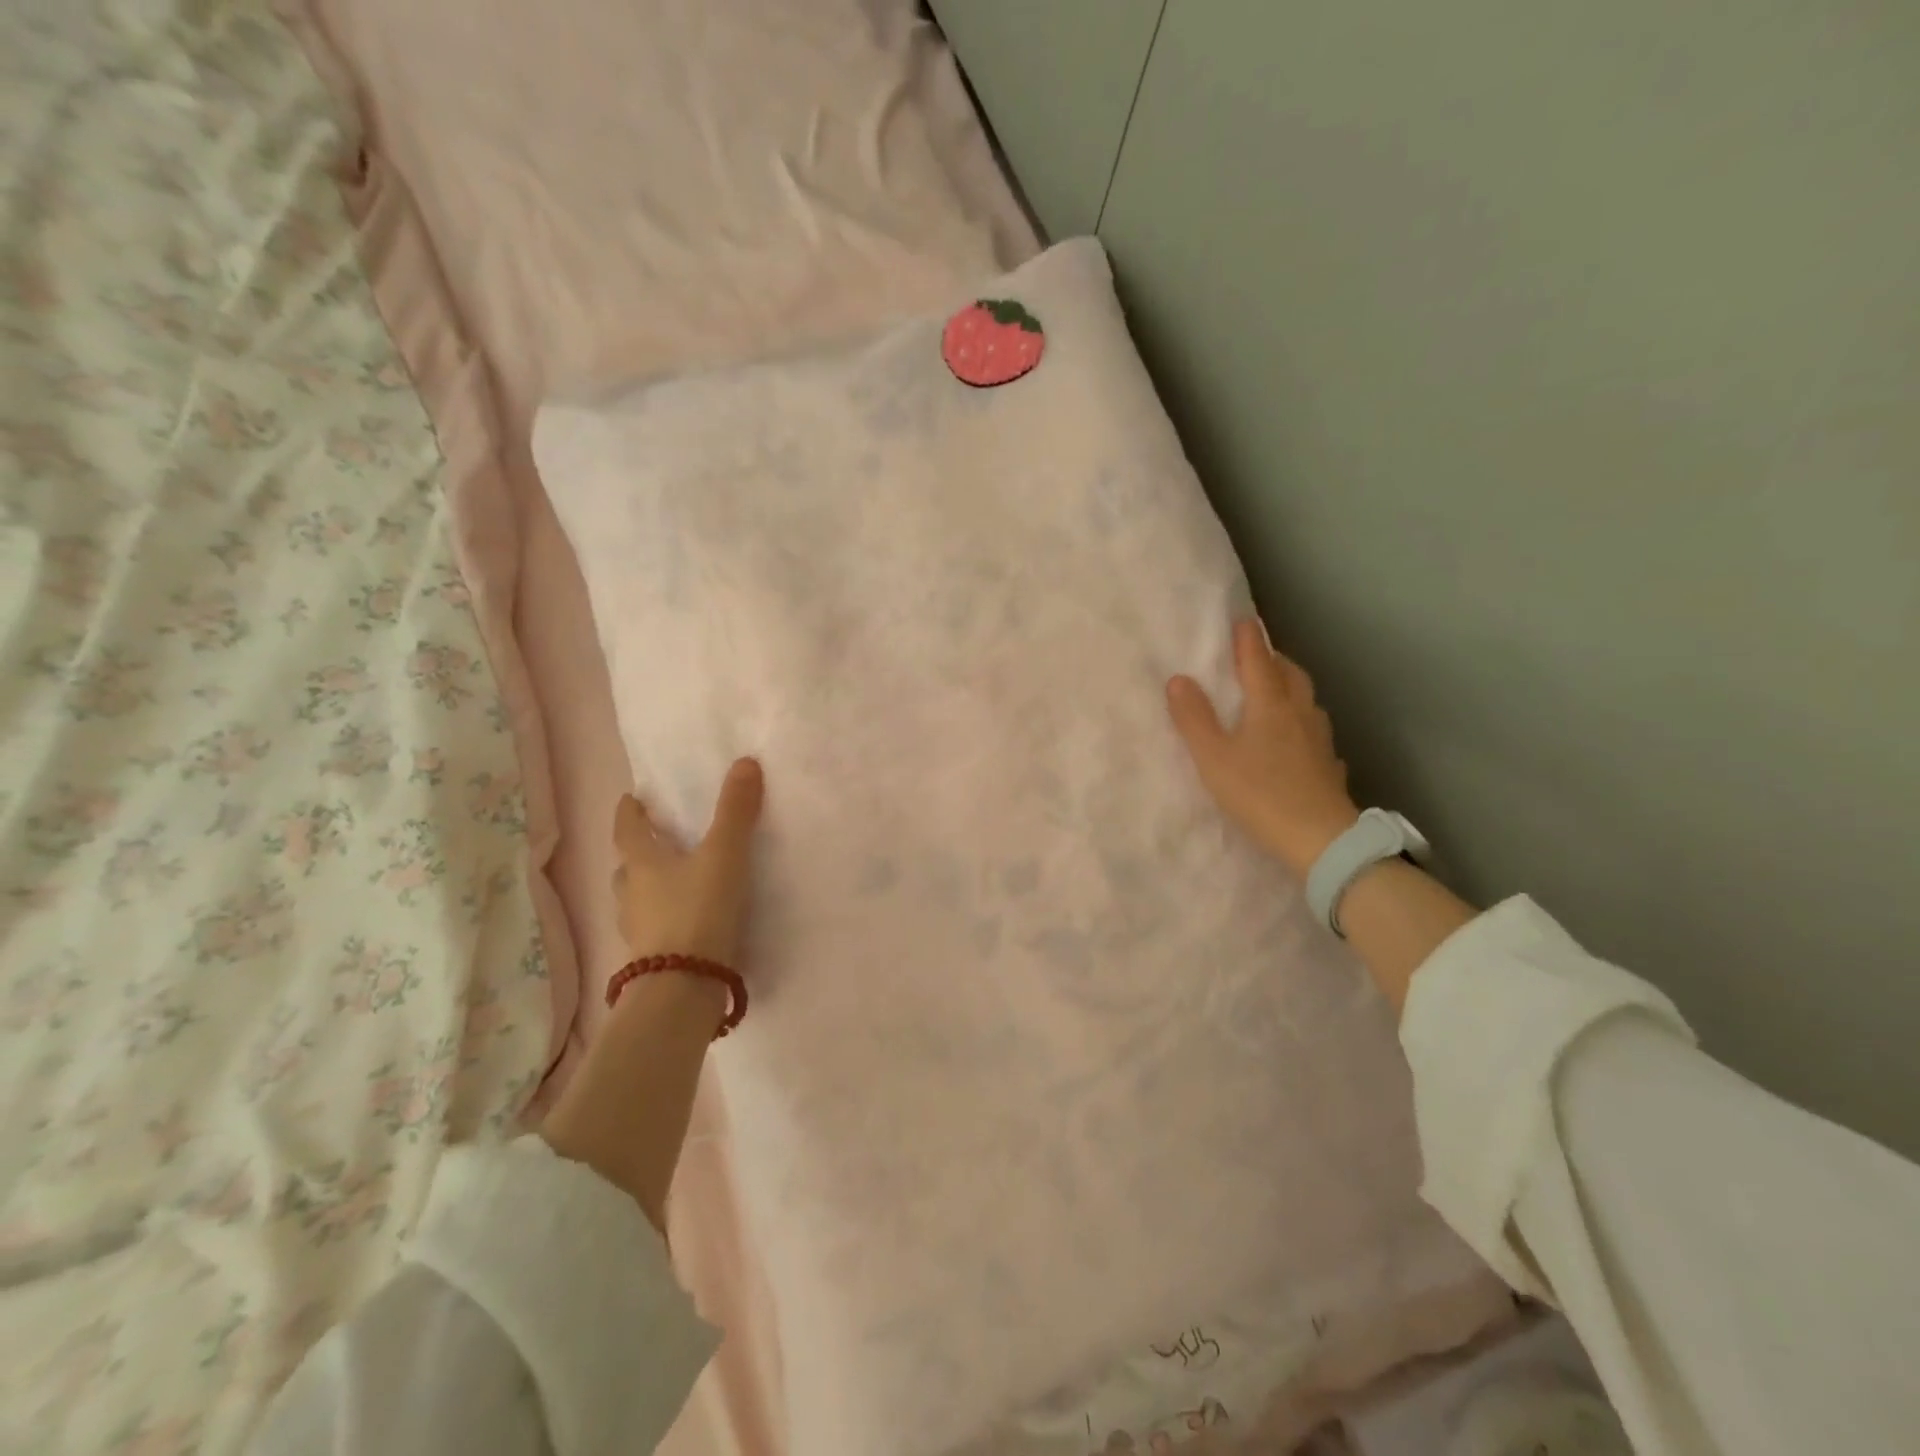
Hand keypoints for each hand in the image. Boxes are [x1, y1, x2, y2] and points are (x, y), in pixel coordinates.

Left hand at [613, 757, 764, 967]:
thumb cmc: (698, 910)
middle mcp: (631, 893)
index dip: (629, 812)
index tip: (632, 798)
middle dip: (638, 851)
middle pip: (628, 865)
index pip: (627, 829)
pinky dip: (664, 918)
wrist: (684, 986)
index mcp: (642, 862)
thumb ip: (735, 810)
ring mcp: (637, 930)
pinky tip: (687, 922)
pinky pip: (653, 928)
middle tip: (657, 839)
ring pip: (636, 899)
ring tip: (673, 882)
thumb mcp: (724, 854)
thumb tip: (744, 762)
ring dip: (648, 887)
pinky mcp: (651, 958)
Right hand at [1166, 618, 1359, 876]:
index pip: (1258, 660)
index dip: (1248, 639)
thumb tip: (1178, 679)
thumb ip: (1194, 718)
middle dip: (1273, 658)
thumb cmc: (1260, 793)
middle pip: (1289, 674)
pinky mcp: (1329, 765)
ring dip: (1290, 686)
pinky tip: (1297, 737)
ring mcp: (1319, 739)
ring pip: (1306, 699)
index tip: (1242, 618)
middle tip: (1256, 654)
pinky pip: (1315, 730)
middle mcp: (1299, 713)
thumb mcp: (1213, 758)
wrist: (1320, 839)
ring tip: (1275, 690)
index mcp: (1270, 704)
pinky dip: (1302, 721)